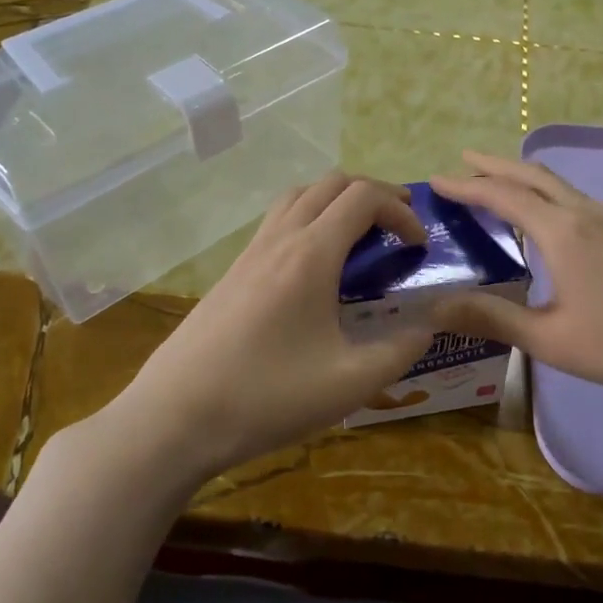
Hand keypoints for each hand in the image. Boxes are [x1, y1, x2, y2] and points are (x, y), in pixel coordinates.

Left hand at [101, 174, 435, 479]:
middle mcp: (279, 240)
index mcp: (311, 255)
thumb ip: (400, 350)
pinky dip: (308, 221)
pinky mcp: (230, 274)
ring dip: (336, 202)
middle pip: (331, 184)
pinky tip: (314, 270)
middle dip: (373, 194)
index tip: (418, 246)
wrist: (175, 419)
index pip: (364, 198)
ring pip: (298, 197)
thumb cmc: (268, 397)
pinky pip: (276, 223)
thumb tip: (428, 326)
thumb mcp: (350, 383)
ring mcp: (249, 254)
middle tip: (398, 226)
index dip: (401, 210)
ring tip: (358, 237)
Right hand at [429, 151, 602, 414]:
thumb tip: (433, 307)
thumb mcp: (553, 340)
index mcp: (563, 233)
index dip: (467, 187)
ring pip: (560, 187)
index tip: (437, 180)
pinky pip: (579, 202)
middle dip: (496, 167)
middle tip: (463, 162)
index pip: (504, 196)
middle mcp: (588, 214)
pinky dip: (549, 198)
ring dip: (524, 180)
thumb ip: (492, 318)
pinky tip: (548, 223)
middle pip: (534, 176)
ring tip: (498, 187)